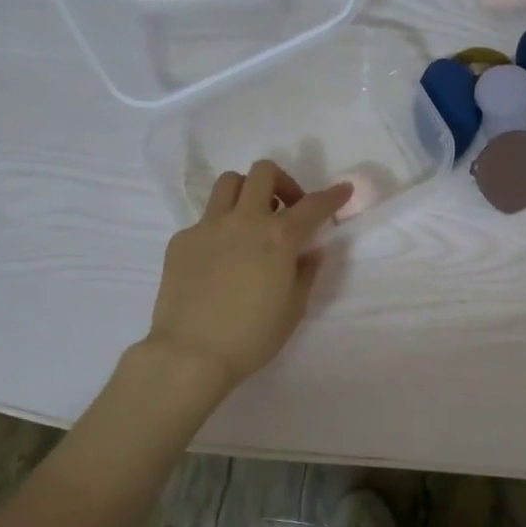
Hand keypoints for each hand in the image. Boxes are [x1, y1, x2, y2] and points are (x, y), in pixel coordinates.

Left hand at [143, 160, 351, 392]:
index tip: (343, 189)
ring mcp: (208, 226)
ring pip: (229, 183)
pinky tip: (220, 258)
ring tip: (252, 220)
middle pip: (264, 172)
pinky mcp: (181, 240)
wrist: (189, 353)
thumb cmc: (251, 337)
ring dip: (247, 193)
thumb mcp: (293, 309)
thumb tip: (311, 251)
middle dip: (283, 182)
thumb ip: (306, 273)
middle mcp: (244, 221)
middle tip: (288, 209)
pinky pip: (205, 219)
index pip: (313, 206)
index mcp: (278, 238)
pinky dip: (221, 228)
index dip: (332, 195)